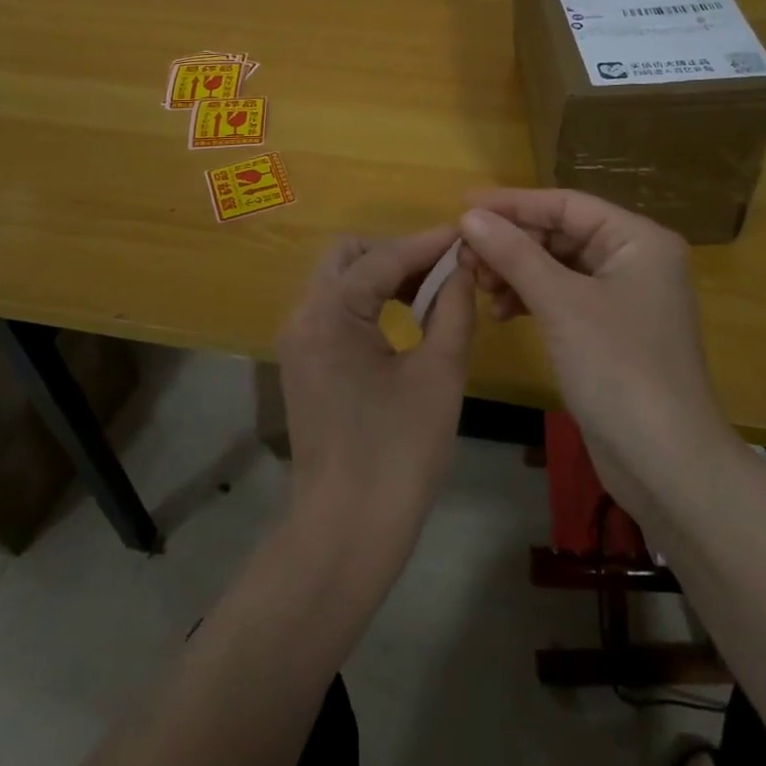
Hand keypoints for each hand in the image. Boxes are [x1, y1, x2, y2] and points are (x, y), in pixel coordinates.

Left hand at [274, 227, 476, 573]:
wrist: (347, 531)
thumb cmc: (399, 453)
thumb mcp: (438, 374)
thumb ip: (453, 309)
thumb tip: (463, 268)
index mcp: (330, 313)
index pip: (383, 257)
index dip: (428, 243)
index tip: (467, 233)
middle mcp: (303, 316)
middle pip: (349, 255)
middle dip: (398, 252)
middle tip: (445, 268)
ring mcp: (298, 340)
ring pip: (339, 280)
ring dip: (382, 275)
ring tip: (433, 288)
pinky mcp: (303, 362)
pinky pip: (335, 310)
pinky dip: (368, 302)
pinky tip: (405, 316)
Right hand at [457, 191, 739, 518]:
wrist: (666, 463)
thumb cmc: (619, 368)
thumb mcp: (561, 304)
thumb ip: (514, 254)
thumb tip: (469, 215)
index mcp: (637, 240)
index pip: (566, 204)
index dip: (512, 203)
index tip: (462, 205)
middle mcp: (634, 260)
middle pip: (560, 234)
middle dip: (511, 243)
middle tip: (465, 257)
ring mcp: (622, 297)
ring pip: (557, 266)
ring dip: (516, 272)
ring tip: (479, 287)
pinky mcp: (608, 330)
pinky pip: (561, 297)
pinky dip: (530, 299)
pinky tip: (501, 312)